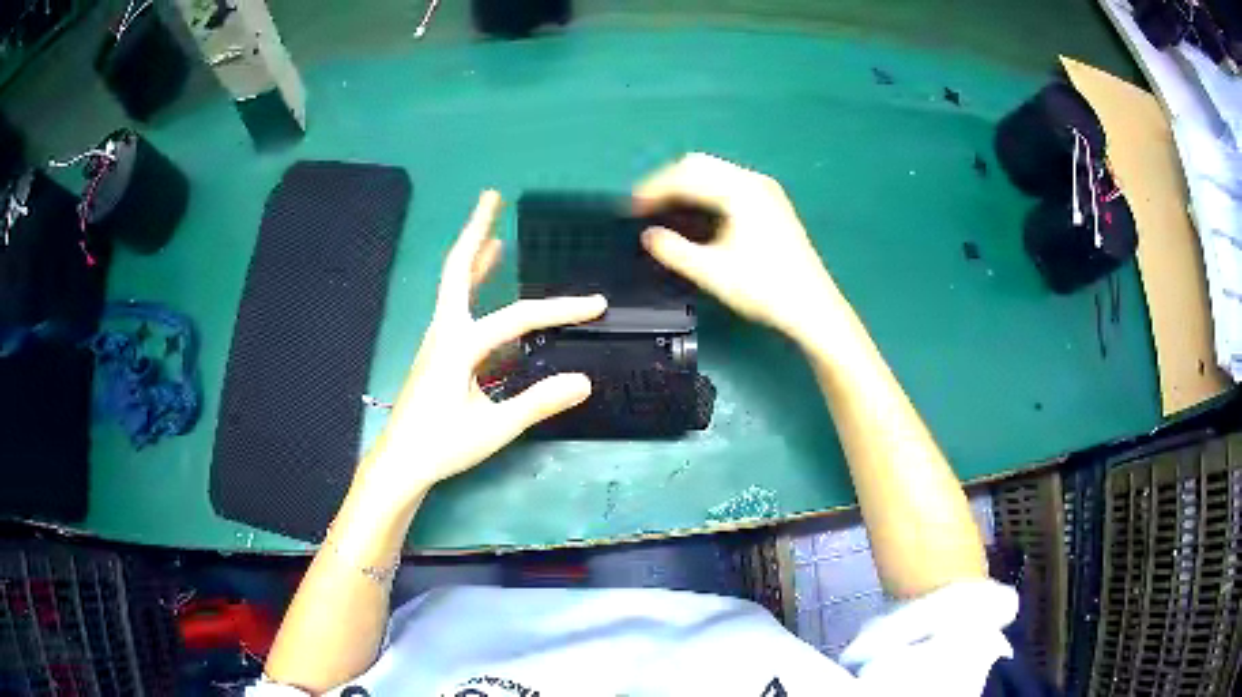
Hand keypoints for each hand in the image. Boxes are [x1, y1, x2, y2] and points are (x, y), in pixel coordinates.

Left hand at [359, 191, 606, 504]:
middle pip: (458, 269)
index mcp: (458, 344)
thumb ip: (538, 402)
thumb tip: (583, 380)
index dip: (559, 309)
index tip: (596, 305)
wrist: (400, 464)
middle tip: (491, 197)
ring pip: (456, 287)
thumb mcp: (495, 427)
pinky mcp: (438, 355)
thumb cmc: (443, 445)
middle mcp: (445, 332)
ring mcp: (438, 341)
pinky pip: (458, 310)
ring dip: (476, 257)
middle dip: (475, 230)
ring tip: (495, 236)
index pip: (517, 317)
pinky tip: (486, 291)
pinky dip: (474, 288)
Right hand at [635, 153, 839, 343]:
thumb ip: (674, 251)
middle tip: (645, 207)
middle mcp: (753, 182)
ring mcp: (766, 191)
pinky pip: (728, 185)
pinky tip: (697, 216)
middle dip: (668, 182)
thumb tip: (648, 236)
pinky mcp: (771, 204)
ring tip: (665, 211)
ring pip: (715, 173)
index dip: (653, 189)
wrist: (813, 308)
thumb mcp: (712, 272)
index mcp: (740, 191)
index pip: (686, 176)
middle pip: (700, 165)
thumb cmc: (765, 289)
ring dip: (686, 186)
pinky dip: (705, 193)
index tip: (630, 208)